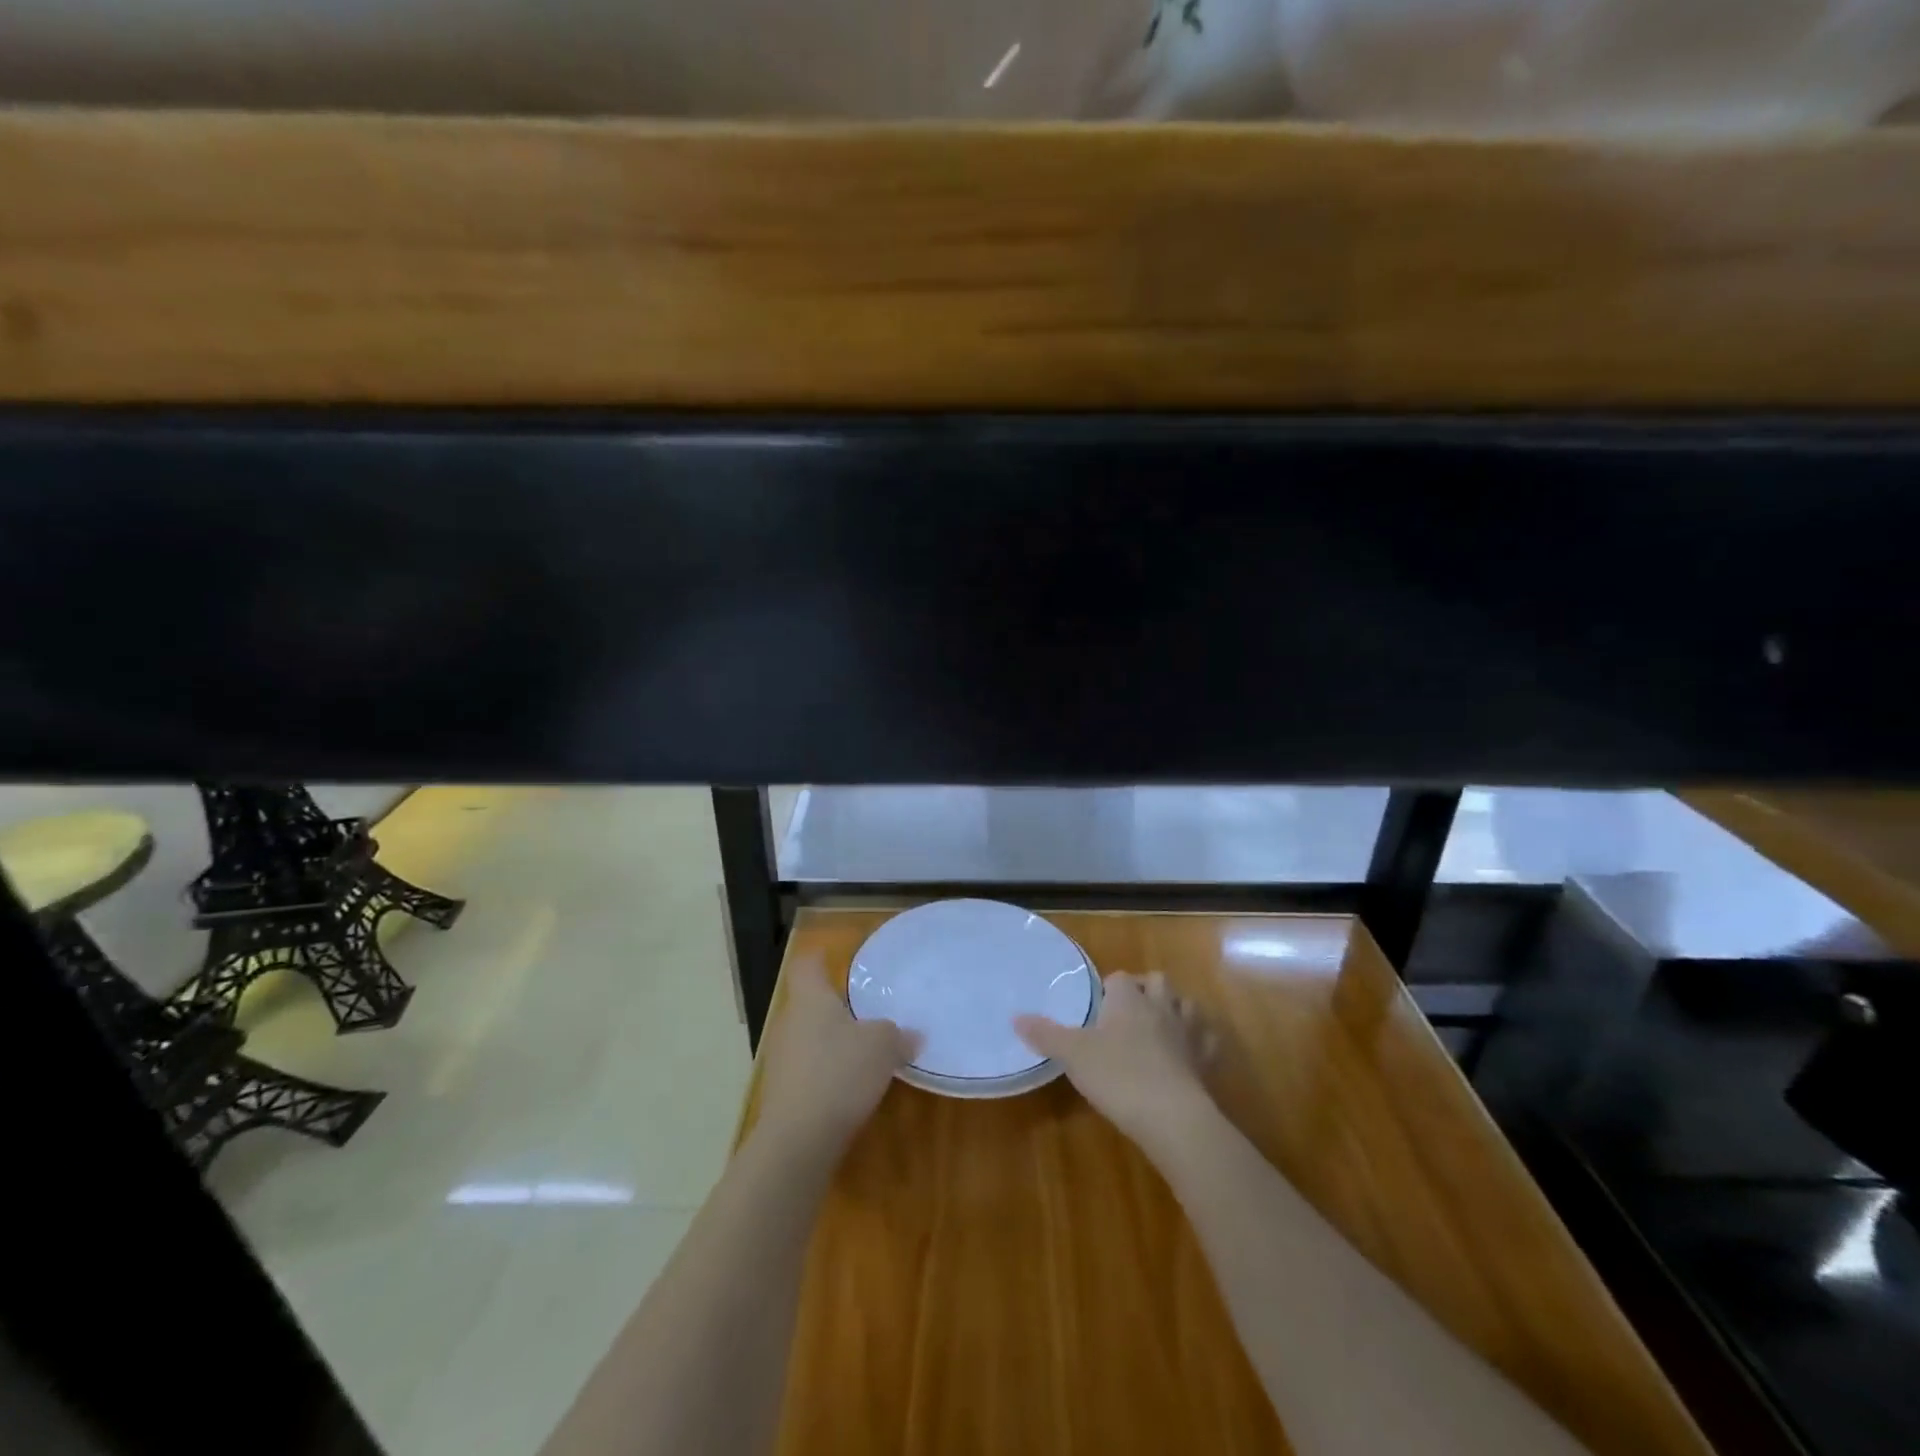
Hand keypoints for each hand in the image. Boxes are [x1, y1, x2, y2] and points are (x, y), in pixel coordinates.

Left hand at [754, 955, 920, 1155]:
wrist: (798, 1141)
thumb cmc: (839, 1073)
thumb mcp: (882, 1046)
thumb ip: (898, 1035)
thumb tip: (912, 1035)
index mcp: (810, 999)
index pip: (807, 965)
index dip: (821, 958)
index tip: (836, 958)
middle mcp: (789, 1022)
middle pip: (809, 1003)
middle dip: (835, 1006)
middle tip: (866, 1010)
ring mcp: (782, 1059)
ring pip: (809, 1038)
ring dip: (832, 1042)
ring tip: (863, 1051)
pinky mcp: (783, 1093)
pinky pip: (808, 1070)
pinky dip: (827, 1073)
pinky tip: (850, 1087)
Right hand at [1015, 971, 1218, 1156]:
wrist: (1170, 1116)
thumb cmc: (1117, 1075)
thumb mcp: (1072, 1055)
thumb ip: (1045, 1034)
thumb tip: (1015, 1017)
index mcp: (1128, 999)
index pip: (1119, 978)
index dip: (1109, 988)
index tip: (1098, 1007)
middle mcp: (1160, 1006)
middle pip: (1158, 981)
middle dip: (1146, 989)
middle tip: (1129, 1011)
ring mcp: (1188, 1032)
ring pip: (1187, 1005)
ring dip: (1176, 1010)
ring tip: (1161, 1027)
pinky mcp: (1206, 1061)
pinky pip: (1208, 1041)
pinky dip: (1201, 1042)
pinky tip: (1191, 1054)